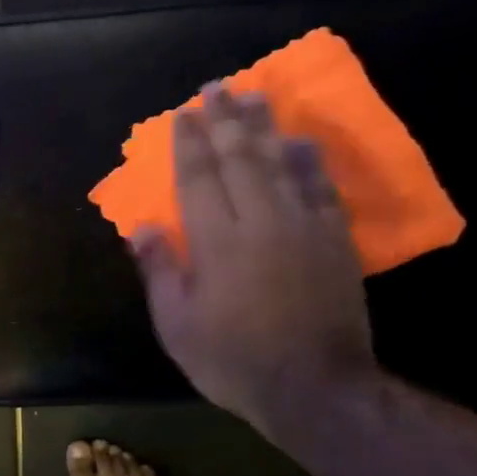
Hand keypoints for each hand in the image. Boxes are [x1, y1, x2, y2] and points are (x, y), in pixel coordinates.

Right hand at [132, 85, 378, 440]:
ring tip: (255, 95)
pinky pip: (319, 186)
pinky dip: (308, 158)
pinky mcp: (333, 240)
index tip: (182, 114)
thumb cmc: (233, 360)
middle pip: (241, 157)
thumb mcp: (177, 326)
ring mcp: (303, 226)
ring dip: (265, 126)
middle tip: (216, 87)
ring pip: (282, 161)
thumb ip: (161, 271)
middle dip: (225, 120)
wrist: (315, 388)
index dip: (188, 143)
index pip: (198, 177)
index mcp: (217, 242)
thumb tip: (143, 227)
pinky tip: (300, 140)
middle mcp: (261, 220)